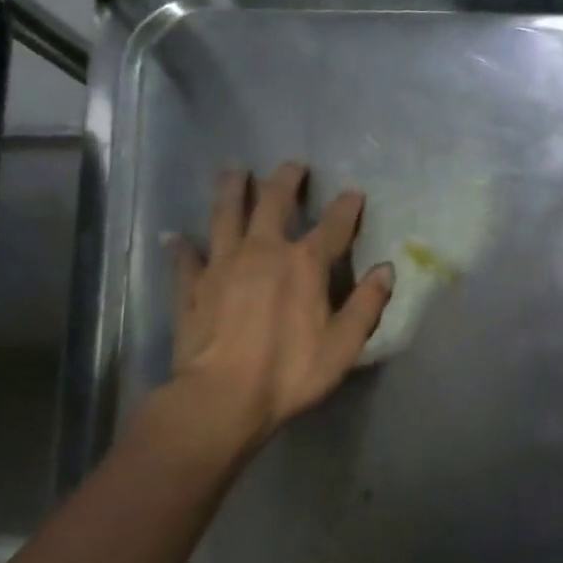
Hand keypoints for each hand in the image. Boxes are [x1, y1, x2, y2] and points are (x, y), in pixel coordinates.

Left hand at [155, 162, 392, 457]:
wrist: (223, 396)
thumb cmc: (291, 372)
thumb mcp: (344, 344)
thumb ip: (367, 304)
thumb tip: (387, 270)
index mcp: (305, 264)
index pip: (333, 226)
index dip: (346, 207)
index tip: (353, 193)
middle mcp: (263, 251)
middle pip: (274, 203)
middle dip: (286, 181)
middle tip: (293, 166)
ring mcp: (223, 265)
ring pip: (226, 215)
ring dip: (232, 190)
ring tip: (235, 171)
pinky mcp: (192, 286)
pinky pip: (186, 258)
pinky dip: (181, 245)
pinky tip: (175, 235)